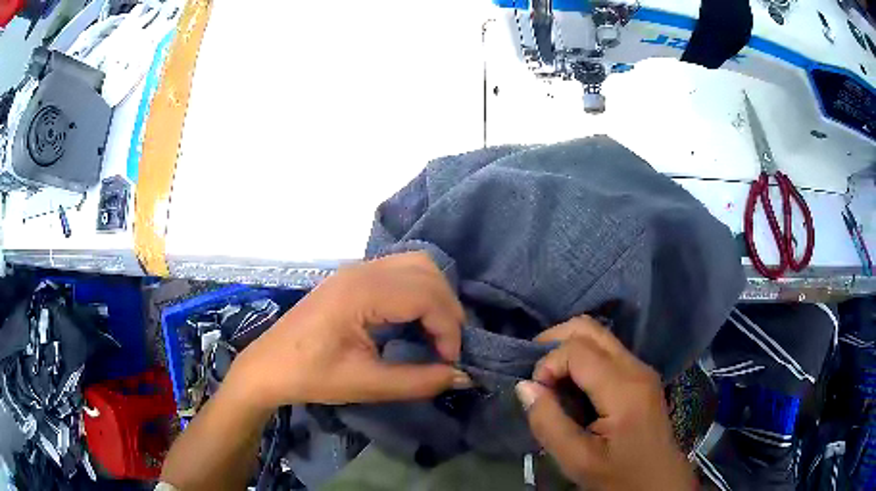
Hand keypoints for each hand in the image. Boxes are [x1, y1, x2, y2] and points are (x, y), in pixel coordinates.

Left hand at [224, 252, 471, 409]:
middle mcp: (361, 271)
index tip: (450, 362)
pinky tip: (415, 320)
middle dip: (447, 310)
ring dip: (435, 296)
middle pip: (427, 272)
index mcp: (360, 293)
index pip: (426, 295)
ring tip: (436, 333)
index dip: (448, 329)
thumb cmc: (311, 376)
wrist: (268, 367)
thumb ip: (419, 381)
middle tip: (447, 348)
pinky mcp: (352, 277)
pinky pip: (400, 270)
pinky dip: (419, 291)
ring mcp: (355, 270)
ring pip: (416, 265)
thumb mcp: (366, 385)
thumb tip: (463, 376)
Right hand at [515, 316, 694, 489]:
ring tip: (550, 382)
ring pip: (598, 336)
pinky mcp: (641, 377)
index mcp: (624, 389)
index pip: (578, 348)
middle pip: (590, 328)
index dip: (548, 363)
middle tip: (535, 374)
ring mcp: (641, 369)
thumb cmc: (619, 477)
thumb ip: (548, 423)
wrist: (658, 483)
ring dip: (568, 350)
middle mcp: (636, 367)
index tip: (537, 395)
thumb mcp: (577, 460)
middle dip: (555, 342)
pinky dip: (582, 360)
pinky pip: (607, 352)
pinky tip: (572, 387)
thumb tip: (525, 386)